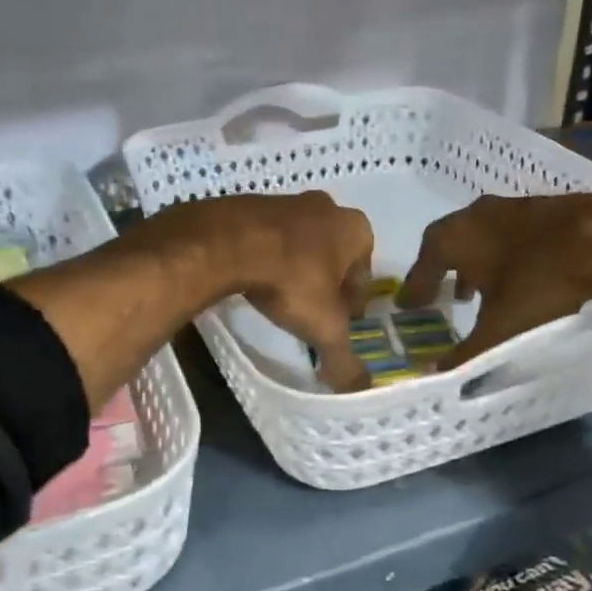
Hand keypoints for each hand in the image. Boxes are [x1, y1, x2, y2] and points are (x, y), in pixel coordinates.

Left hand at [179, 192, 375, 391]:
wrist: (227, 243)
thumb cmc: (291, 281)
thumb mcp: (323, 328)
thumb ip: (343, 359)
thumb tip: (359, 389)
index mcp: (355, 229)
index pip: (364, 275)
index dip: (353, 304)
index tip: (339, 324)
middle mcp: (327, 208)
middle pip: (334, 256)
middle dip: (326, 284)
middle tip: (312, 313)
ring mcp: (287, 201)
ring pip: (302, 244)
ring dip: (297, 268)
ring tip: (281, 299)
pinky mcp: (252, 204)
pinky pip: (269, 238)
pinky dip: (268, 257)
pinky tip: (255, 280)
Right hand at [398, 192, 591, 368]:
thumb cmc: (540, 282)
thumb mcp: (500, 327)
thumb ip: (466, 353)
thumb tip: (434, 374)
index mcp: (456, 238)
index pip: (424, 262)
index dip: (416, 286)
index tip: (410, 304)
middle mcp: (478, 215)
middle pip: (451, 241)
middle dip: (446, 269)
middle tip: (447, 295)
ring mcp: (514, 206)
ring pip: (484, 234)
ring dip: (478, 260)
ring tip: (484, 288)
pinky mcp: (548, 207)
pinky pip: (514, 232)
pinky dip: (508, 252)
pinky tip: (524, 272)